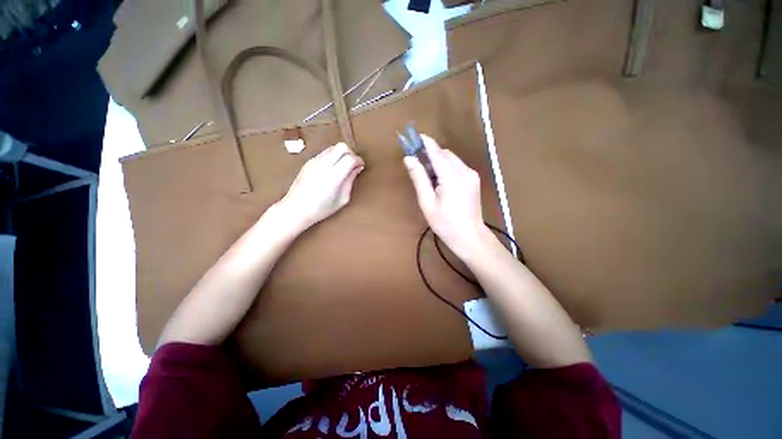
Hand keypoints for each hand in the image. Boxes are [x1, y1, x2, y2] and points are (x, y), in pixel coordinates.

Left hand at [276, 142, 363, 231]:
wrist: (295, 208)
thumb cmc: (321, 209)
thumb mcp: (342, 199)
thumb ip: (350, 181)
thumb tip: (357, 168)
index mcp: (334, 176)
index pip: (350, 158)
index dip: (359, 160)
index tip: (361, 166)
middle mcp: (324, 165)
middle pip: (341, 147)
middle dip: (351, 153)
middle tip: (353, 164)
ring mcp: (314, 161)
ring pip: (333, 147)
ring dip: (341, 154)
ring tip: (343, 166)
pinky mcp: (308, 162)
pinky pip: (324, 153)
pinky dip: (332, 156)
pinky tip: (332, 168)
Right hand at [404, 134, 488, 255]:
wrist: (469, 236)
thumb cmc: (445, 223)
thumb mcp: (427, 202)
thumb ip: (418, 178)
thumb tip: (408, 158)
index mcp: (452, 178)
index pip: (437, 153)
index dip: (425, 143)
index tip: (414, 136)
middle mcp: (465, 171)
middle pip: (445, 154)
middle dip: (430, 154)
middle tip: (417, 164)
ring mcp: (472, 175)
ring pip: (451, 159)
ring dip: (438, 162)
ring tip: (428, 177)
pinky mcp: (474, 179)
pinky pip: (457, 166)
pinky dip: (446, 168)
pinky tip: (439, 181)